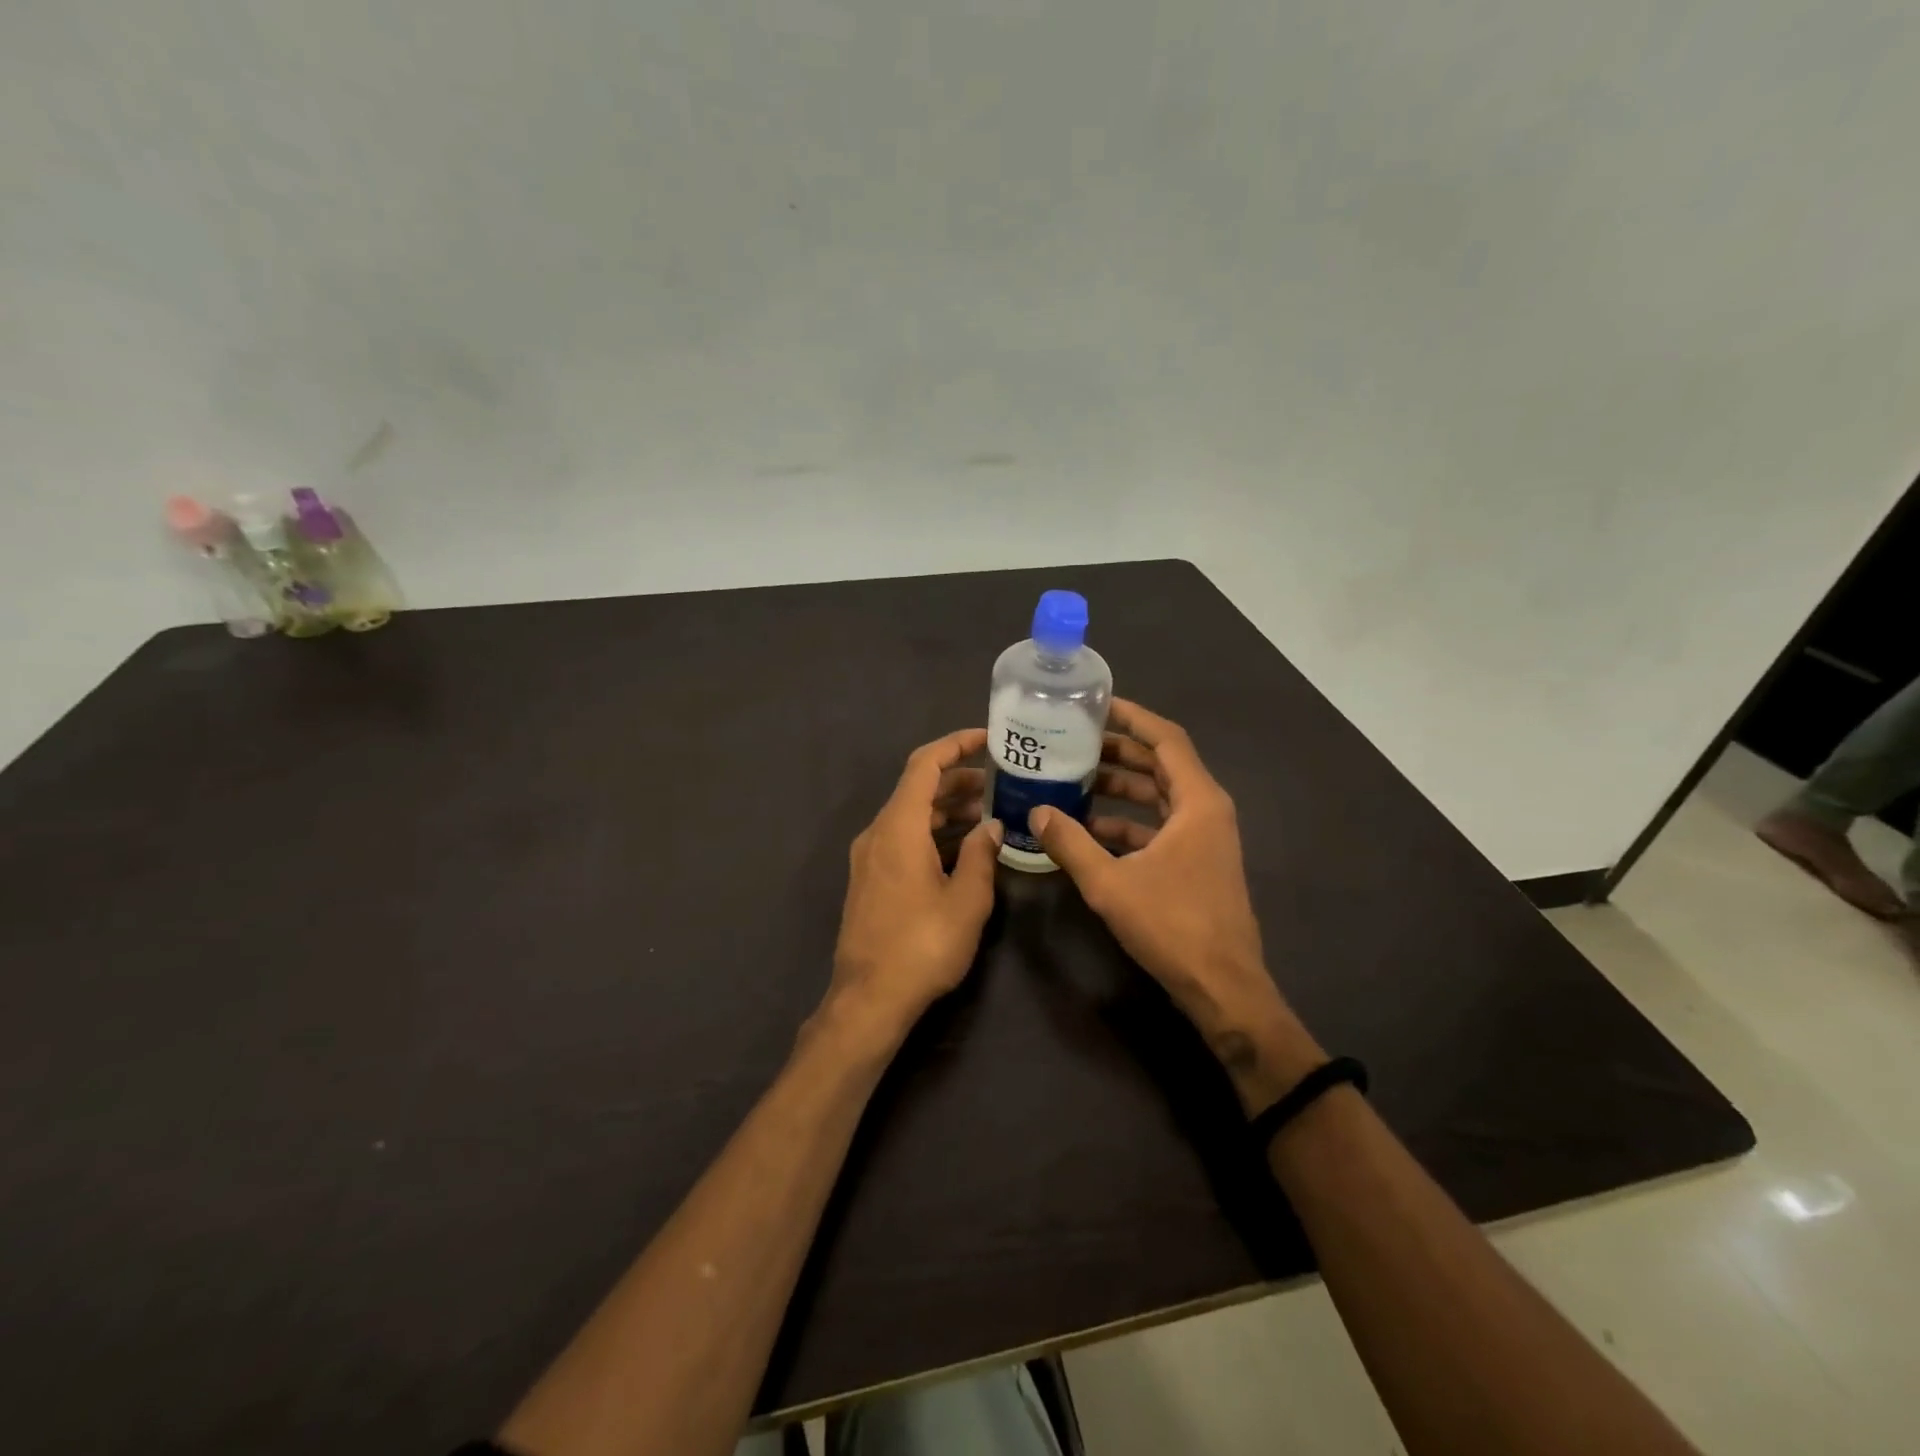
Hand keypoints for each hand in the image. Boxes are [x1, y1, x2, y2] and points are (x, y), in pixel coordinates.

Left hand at [825, 729, 1002, 1048]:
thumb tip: (991, 826)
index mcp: (899, 827)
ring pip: (909, 815)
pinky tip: (961, 848)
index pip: (924, 765)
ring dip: (946, 808)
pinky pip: (902, 838)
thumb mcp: (967, 900)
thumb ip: (981, 855)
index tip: (987, 739)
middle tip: (998, 783)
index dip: (955, 745)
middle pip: (916, 788)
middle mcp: (878, 832)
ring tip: (987, 813)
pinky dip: (931, 832)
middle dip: (957, 779)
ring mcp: (869, 856)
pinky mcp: (869, 879)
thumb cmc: (923, 945)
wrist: (869, 998)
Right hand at [1030, 700, 1321, 1111]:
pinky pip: (1159, 825)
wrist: (1223, 986)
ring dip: (1121, 787)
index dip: (1132, 717)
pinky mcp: (1196, 861)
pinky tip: (1090, 829)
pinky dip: (1128, 821)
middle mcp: (1206, 810)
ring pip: (1159, 796)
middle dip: (1119, 751)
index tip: (1096, 705)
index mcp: (1197, 802)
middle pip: (1162, 763)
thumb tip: (1036, 812)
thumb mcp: (1110, 883)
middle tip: (1074, 742)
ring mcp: (1204, 837)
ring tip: (1075, 779)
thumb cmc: (1172, 926)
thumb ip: (1070, 843)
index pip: (1166, 739)